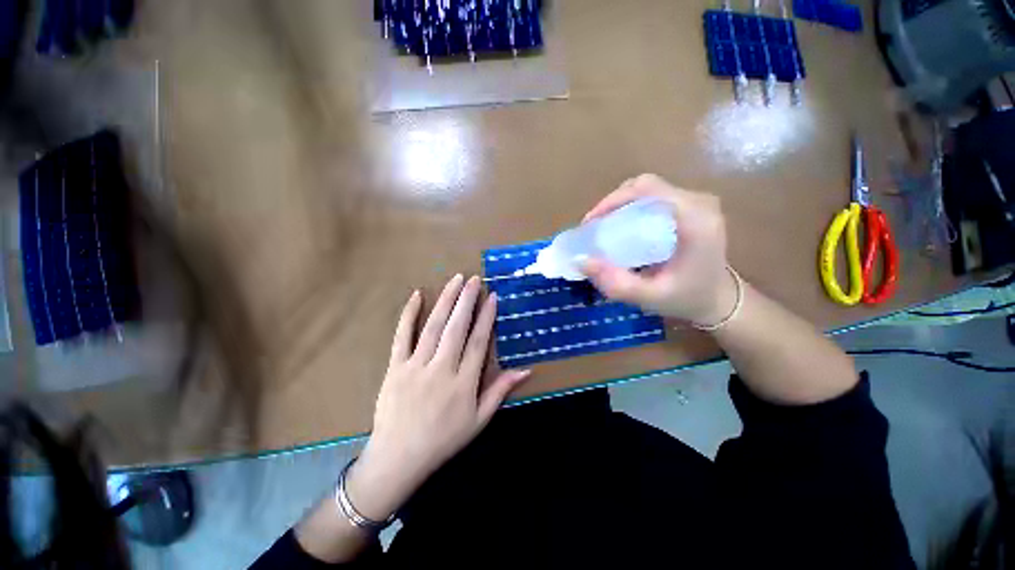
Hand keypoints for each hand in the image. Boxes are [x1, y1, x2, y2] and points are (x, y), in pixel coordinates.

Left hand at [345, 275, 529, 520]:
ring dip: (445, 300)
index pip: (478, 342)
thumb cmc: (444, 440)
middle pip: (456, 328)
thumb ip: (500, 391)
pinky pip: (402, 336)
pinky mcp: (395, 367)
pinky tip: (417, 296)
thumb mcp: (479, 420)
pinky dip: (409, 314)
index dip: (487, 317)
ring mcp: (416, 366)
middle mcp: (442, 369)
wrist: (398, 458)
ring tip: (455, 280)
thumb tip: (526, 370)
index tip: (492, 297)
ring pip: (433, 326)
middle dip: (466, 300)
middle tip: (474, 279)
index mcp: (464, 383)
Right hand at [581, 174, 736, 325]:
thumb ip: (616, 283)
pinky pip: (653, 198)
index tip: (591, 223)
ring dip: (619, 205)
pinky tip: (619, 228)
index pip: (648, 190)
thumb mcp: (649, 297)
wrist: (719, 300)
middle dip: (612, 204)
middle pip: (645, 186)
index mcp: (695, 220)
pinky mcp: (689, 207)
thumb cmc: (687, 299)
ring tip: (602, 229)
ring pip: (647, 190)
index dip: (613, 200)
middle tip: (593, 228)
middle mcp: (698, 203)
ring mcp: (696, 202)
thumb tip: (581, 261)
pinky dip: (630, 209)